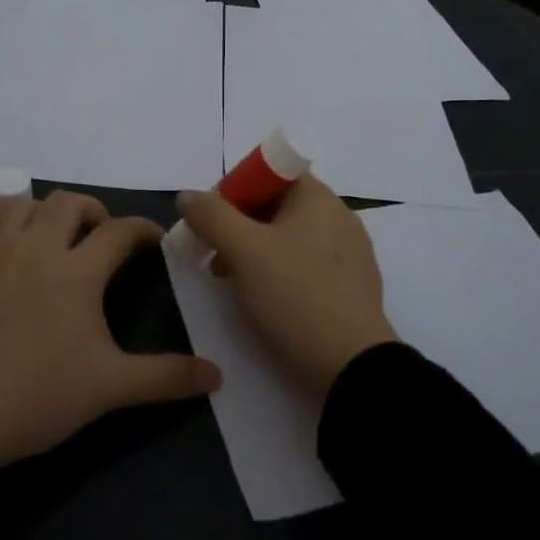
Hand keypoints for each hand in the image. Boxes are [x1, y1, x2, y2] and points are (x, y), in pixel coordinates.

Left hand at [0, 190, 221, 479]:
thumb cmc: (38, 397)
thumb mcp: (110, 389)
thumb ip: (166, 378)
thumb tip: (218, 375)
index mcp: (77, 271)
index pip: (120, 231)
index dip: (142, 229)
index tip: (153, 240)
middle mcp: (35, 249)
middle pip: (67, 202)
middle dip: (90, 211)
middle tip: (98, 239)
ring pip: (16, 207)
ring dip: (38, 214)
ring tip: (48, 240)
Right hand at [178, 175, 397, 398]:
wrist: (351, 367)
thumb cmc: (295, 296)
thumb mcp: (244, 251)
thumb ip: (211, 216)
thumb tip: (188, 195)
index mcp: (318, 198)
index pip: (270, 171)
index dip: (235, 188)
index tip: (211, 219)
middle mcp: (338, 217)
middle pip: (277, 205)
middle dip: (238, 223)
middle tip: (212, 253)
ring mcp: (349, 253)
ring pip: (289, 237)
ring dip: (253, 250)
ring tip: (229, 280)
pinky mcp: (350, 287)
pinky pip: (305, 264)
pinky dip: (278, 272)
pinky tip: (262, 298)